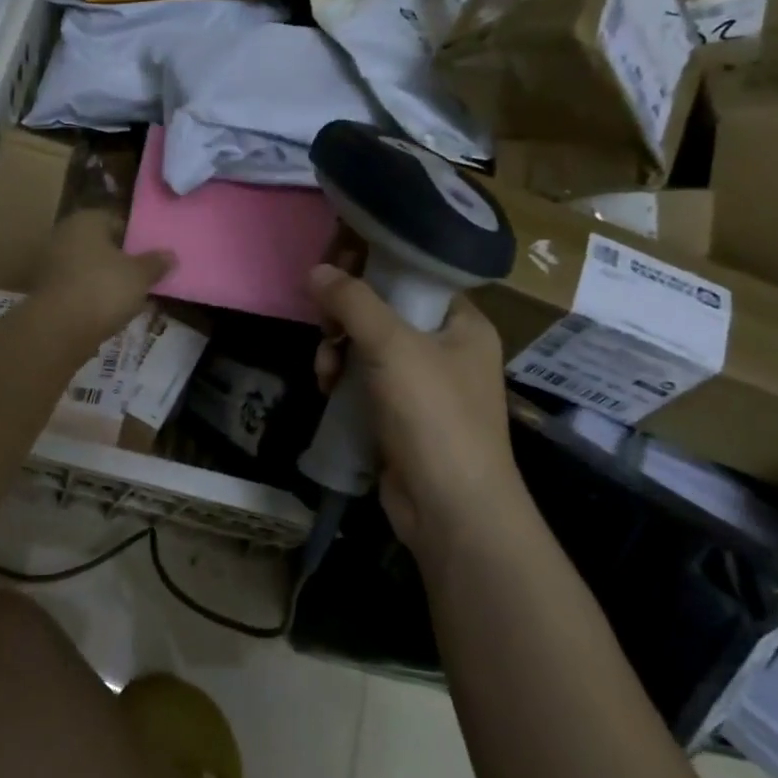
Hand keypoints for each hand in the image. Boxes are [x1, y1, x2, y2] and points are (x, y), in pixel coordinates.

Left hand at [31, 211, 174, 349]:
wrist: (59, 328)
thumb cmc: (104, 289)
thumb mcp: (140, 276)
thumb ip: (156, 263)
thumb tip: (170, 255)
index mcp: (87, 220)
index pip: (118, 222)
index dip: (138, 239)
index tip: (153, 257)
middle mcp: (64, 234)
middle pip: (102, 246)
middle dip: (122, 261)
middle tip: (144, 278)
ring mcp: (51, 263)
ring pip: (90, 268)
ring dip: (107, 280)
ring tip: (131, 298)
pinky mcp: (46, 291)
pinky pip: (78, 288)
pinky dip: (93, 296)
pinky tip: (109, 311)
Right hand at [310, 264, 522, 553]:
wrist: (451, 511)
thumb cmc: (434, 416)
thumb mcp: (392, 347)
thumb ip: (353, 302)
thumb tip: (315, 270)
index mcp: (462, 324)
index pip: (414, 275)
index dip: (372, 266)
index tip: (332, 268)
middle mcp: (447, 349)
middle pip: (384, 311)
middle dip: (346, 318)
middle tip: (325, 328)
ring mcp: (424, 385)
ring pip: (367, 347)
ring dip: (338, 352)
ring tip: (324, 372)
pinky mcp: (401, 416)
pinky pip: (364, 381)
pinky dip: (343, 381)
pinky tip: (327, 391)